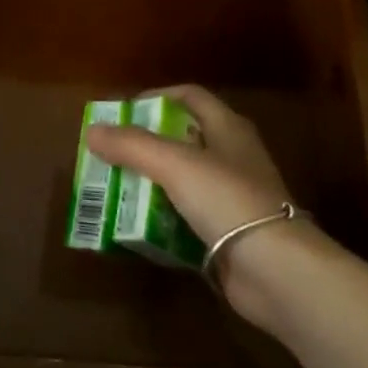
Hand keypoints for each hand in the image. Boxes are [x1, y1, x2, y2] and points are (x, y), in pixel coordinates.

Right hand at [86, 85, 323, 323]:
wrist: (276, 270)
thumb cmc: (228, 199)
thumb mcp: (175, 164)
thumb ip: (132, 145)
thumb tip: (92, 130)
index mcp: (228, 128)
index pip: (189, 97)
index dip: (156, 98)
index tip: (122, 113)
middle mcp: (232, 156)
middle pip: (182, 139)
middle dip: (144, 145)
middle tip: (109, 155)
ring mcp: (231, 197)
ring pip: (182, 180)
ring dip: (149, 184)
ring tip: (114, 189)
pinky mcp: (227, 234)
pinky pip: (185, 217)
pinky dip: (161, 218)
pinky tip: (135, 226)